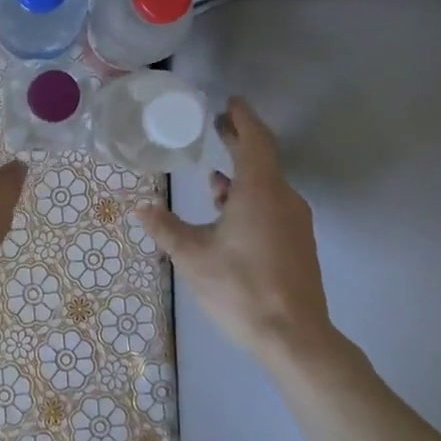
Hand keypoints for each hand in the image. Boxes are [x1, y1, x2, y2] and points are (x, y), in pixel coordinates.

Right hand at [136, 97, 335, 363]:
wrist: (296, 338)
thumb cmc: (241, 288)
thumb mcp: (193, 257)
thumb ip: (166, 229)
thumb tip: (142, 209)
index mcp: (260, 192)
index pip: (255, 140)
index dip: (242, 118)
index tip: (229, 102)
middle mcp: (283, 199)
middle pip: (263, 159)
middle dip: (240, 140)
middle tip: (218, 125)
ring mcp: (295, 223)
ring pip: (267, 185)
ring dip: (242, 174)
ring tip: (214, 176)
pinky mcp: (298, 244)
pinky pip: (273, 205)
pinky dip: (250, 197)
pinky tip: (229, 215)